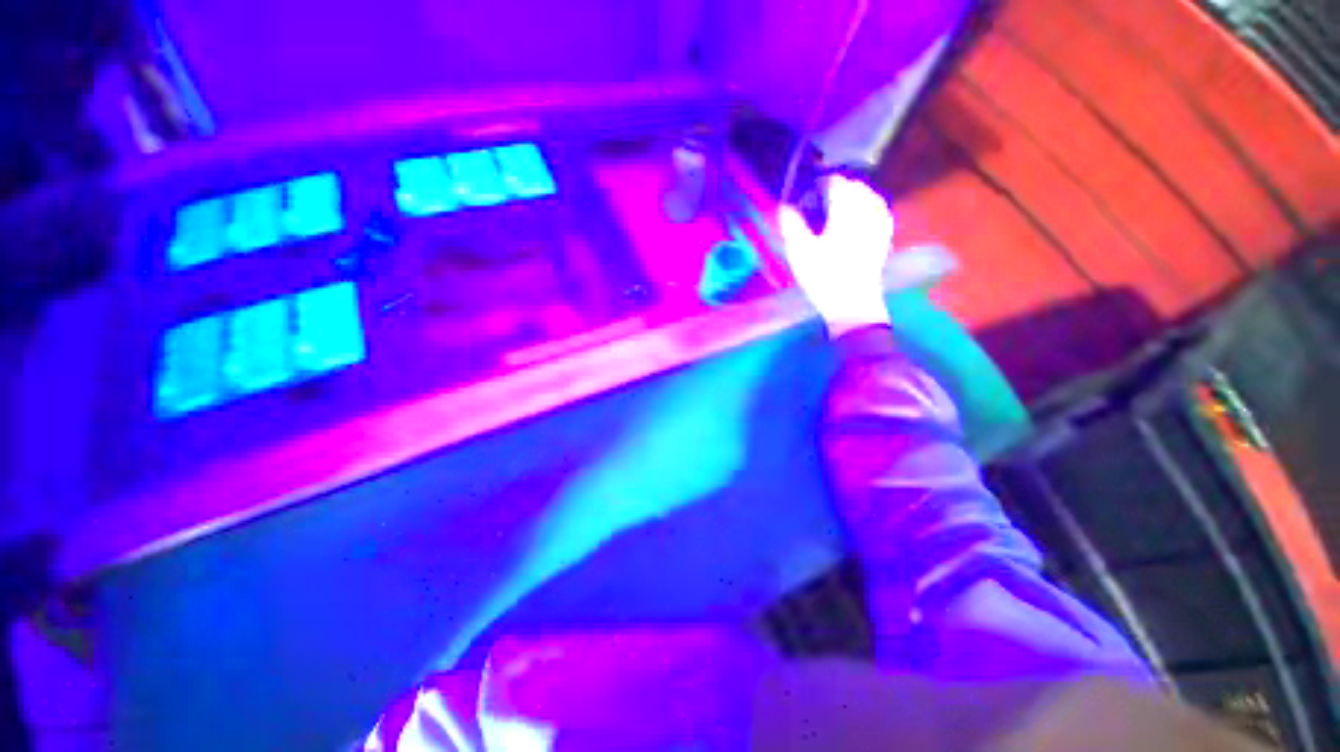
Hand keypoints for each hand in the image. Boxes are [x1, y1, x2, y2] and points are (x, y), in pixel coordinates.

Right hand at [778, 174, 893, 336]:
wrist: (852, 303)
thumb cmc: (823, 277)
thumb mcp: (800, 252)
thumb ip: (791, 225)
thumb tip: (784, 207)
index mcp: (845, 211)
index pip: (835, 184)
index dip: (820, 184)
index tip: (807, 193)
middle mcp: (866, 212)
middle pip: (855, 187)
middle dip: (839, 188)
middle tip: (821, 199)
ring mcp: (878, 225)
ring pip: (870, 198)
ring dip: (855, 196)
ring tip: (840, 205)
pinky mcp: (884, 239)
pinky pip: (881, 212)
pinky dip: (870, 208)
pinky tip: (863, 216)